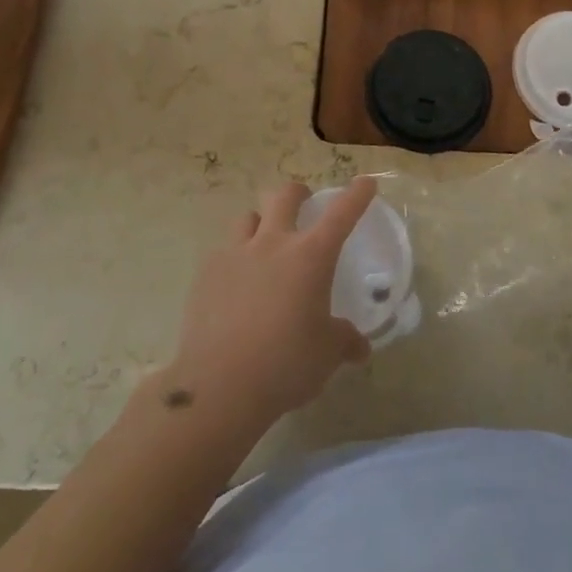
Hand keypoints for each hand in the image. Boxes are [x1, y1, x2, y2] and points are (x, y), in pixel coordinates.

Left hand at [166, 179, 375, 426]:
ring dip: (262, 222)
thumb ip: (344, 341)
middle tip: (305, 204)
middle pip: (285, 196)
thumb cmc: (286, 364)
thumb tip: (359, 347)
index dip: (357, 194)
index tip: (366, 183)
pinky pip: (224, 251)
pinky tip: (237, 283)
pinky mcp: (206, 275)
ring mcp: (235, 255)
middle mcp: (273, 244)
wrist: (218, 388)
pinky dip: (236, 257)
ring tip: (266, 242)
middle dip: (299, 193)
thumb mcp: (327, 354)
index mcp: (311, 256)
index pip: (342, 213)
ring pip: (248, 217)